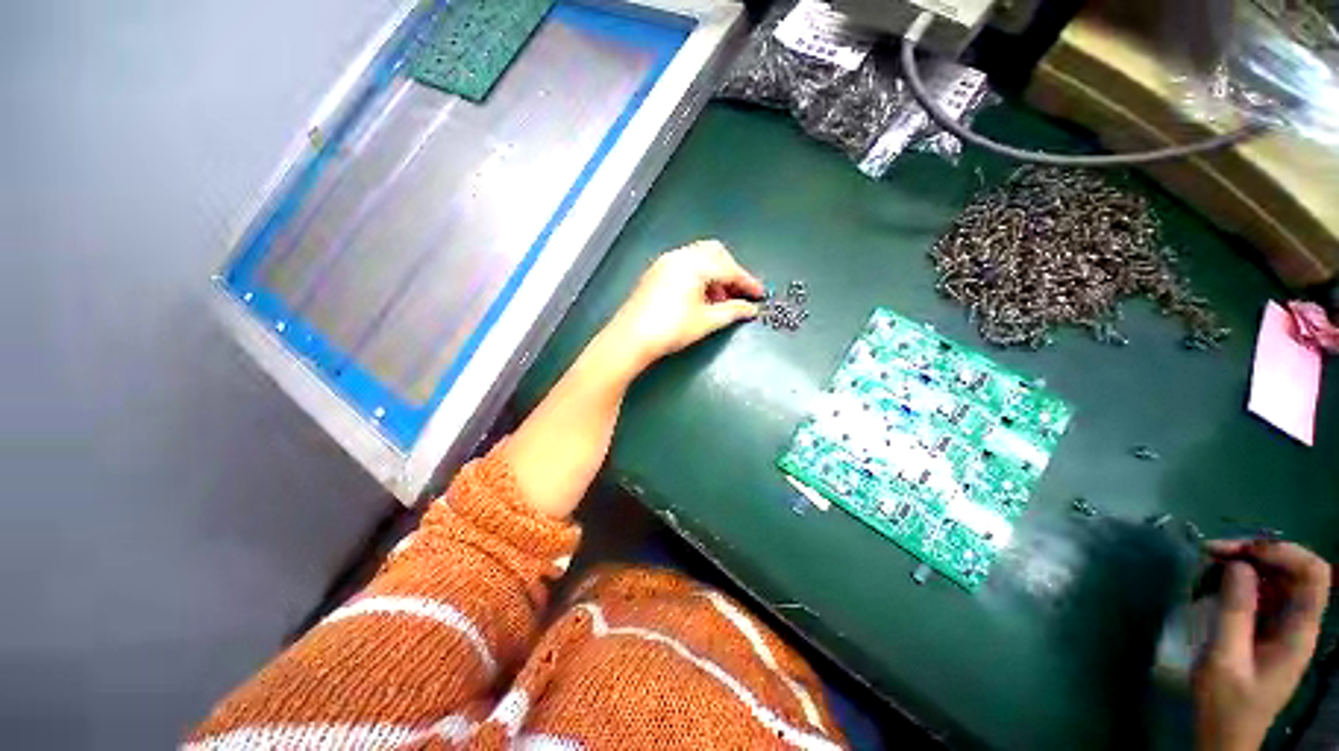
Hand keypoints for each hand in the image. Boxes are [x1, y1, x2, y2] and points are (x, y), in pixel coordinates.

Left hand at [603, 240, 763, 372]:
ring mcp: (665, 262)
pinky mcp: (656, 272)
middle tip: (737, 294)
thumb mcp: (706, 321)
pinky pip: (684, 265)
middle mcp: (680, 256)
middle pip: (715, 253)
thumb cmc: (671, 329)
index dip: (747, 282)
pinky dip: (698, 275)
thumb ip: (732, 311)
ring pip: (699, 258)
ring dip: (714, 273)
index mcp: (695, 264)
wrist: (630, 338)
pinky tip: (699, 297)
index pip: (729, 269)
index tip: (759, 295)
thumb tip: (751, 309)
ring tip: (718, 300)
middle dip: (730, 271)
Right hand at [1193, 540, 1330, 750]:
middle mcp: (1297, 621)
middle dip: (1254, 553)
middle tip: (1211, 552)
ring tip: (1205, 566)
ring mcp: (1281, 625)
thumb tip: (1237, 565)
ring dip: (1241, 565)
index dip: (1284, 552)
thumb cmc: (1226, 703)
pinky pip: (1257, 591)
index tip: (1241, 550)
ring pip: (1272, 577)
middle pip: (1291, 569)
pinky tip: (1209, 586)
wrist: (1223, 736)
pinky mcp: (1264, 627)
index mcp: (1299, 631)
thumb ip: (1235, 612)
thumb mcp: (1225, 660)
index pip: (1313, 573)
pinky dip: (1234, 580)